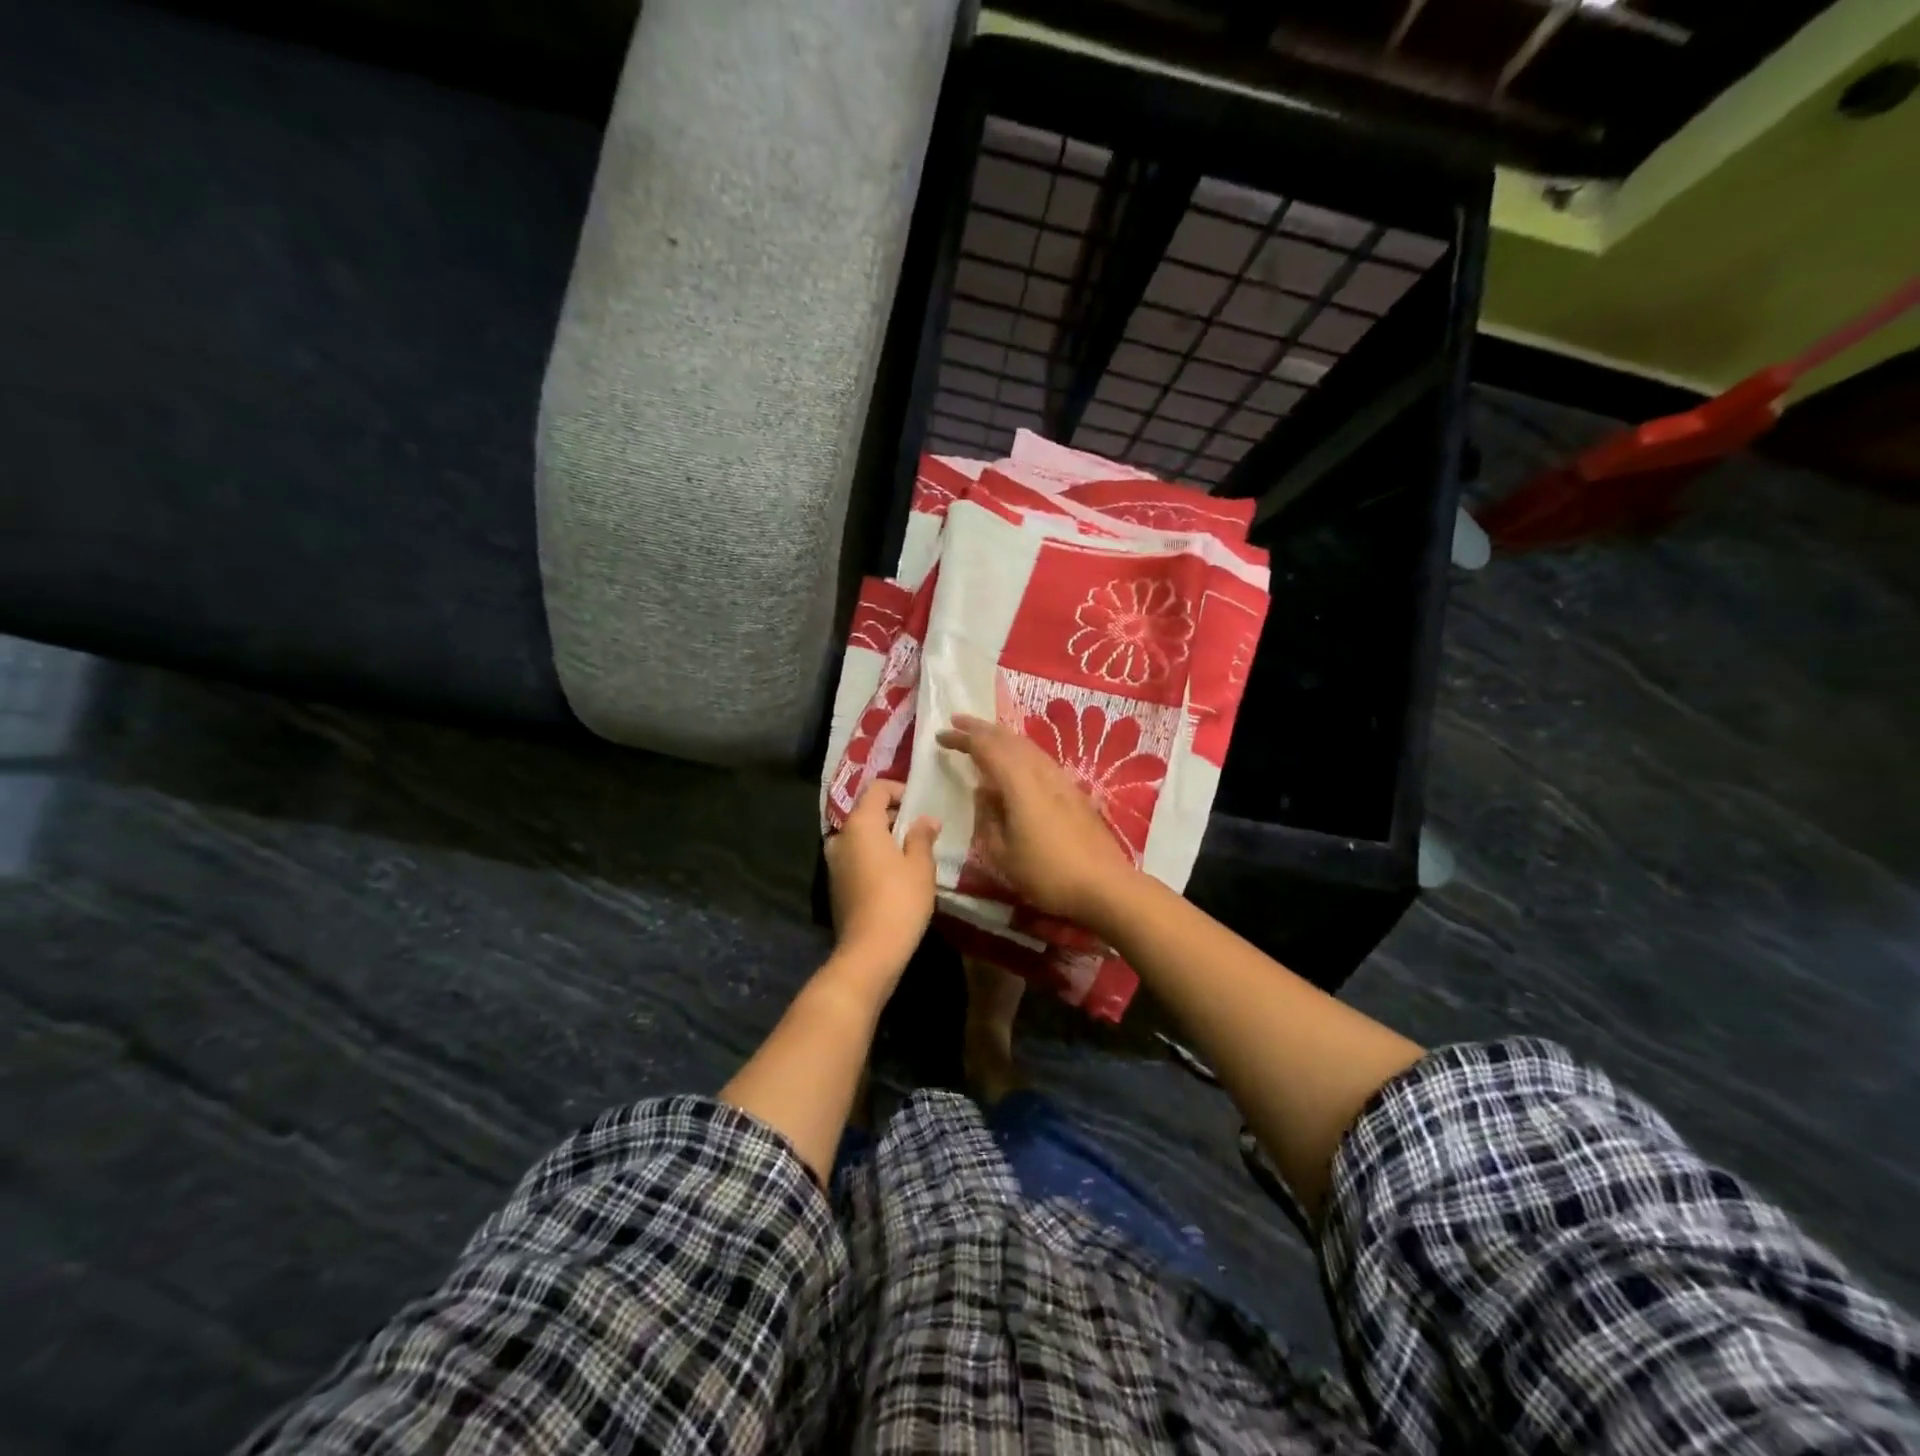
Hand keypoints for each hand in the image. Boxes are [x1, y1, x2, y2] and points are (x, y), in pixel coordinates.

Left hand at [823, 781, 939, 986]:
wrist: (870, 950)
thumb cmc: (900, 899)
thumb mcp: (920, 865)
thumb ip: (922, 836)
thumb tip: (926, 820)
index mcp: (861, 823)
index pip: (877, 789)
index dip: (900, 790)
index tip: (920, 805)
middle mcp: (841, 836)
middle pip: (867, 812)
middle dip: (893, 815)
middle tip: (920, 829)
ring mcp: (834, 861)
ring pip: (860, 836)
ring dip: (883, 837)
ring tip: (910, 851)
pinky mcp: (835, 883)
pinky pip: (855, 856)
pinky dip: (873, 855)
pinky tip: (894, 873)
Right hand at [934, 714, 1135, 925]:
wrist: (1105, 886)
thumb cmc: (1047, 874)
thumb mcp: (1002, 854)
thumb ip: (987, 818)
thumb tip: (983, 792)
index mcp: (1019, 784)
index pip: (986, 749)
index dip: (962, 738)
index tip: (941, 735)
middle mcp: (1041, 772)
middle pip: (1009, 739)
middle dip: (982, 728)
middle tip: (958, 721)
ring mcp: (1061, 780)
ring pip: (1028, 746)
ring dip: (1003, 736)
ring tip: (985, 735)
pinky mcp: (1074, 791)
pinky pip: (1040, 758)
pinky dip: (1021, 750)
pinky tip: (1017, 761)